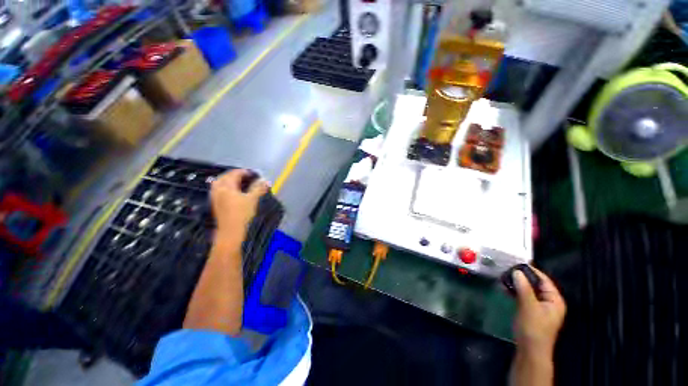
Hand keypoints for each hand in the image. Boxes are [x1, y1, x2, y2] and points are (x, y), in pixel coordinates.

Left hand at [210, 169, 268, 238]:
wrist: (231, 232)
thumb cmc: (242, 214)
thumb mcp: (253, 199)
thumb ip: (259, 188)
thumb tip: (265, 180)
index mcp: (227, 186)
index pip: (235, 174)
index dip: (245, 172)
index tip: (254, 174)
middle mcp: (219, 190)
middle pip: (225, 176)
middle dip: (235, 174)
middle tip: (246, 176)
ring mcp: (215, 197)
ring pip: (219, 183)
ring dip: (228, 180)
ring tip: (238, 182)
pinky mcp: (215, 204)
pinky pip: (218, 190)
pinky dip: (225, 187)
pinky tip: (232, 191)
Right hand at [513, 267, 565, 356]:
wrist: (530, 349)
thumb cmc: (533, 328)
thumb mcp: (529, 307)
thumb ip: (523, 288)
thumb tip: (516, 271)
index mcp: (555, 300)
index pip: (544, 280)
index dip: (531, 271)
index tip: (516, 262)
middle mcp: (549, 301)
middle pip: (536, 284)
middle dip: (522, 277)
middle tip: (507, 269)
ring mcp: (539, 306)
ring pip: (528, 290)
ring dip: (517, 284)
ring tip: (504, 276)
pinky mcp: (530, 311)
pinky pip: (523, 296)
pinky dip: (515, 291)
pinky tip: (505, 287)